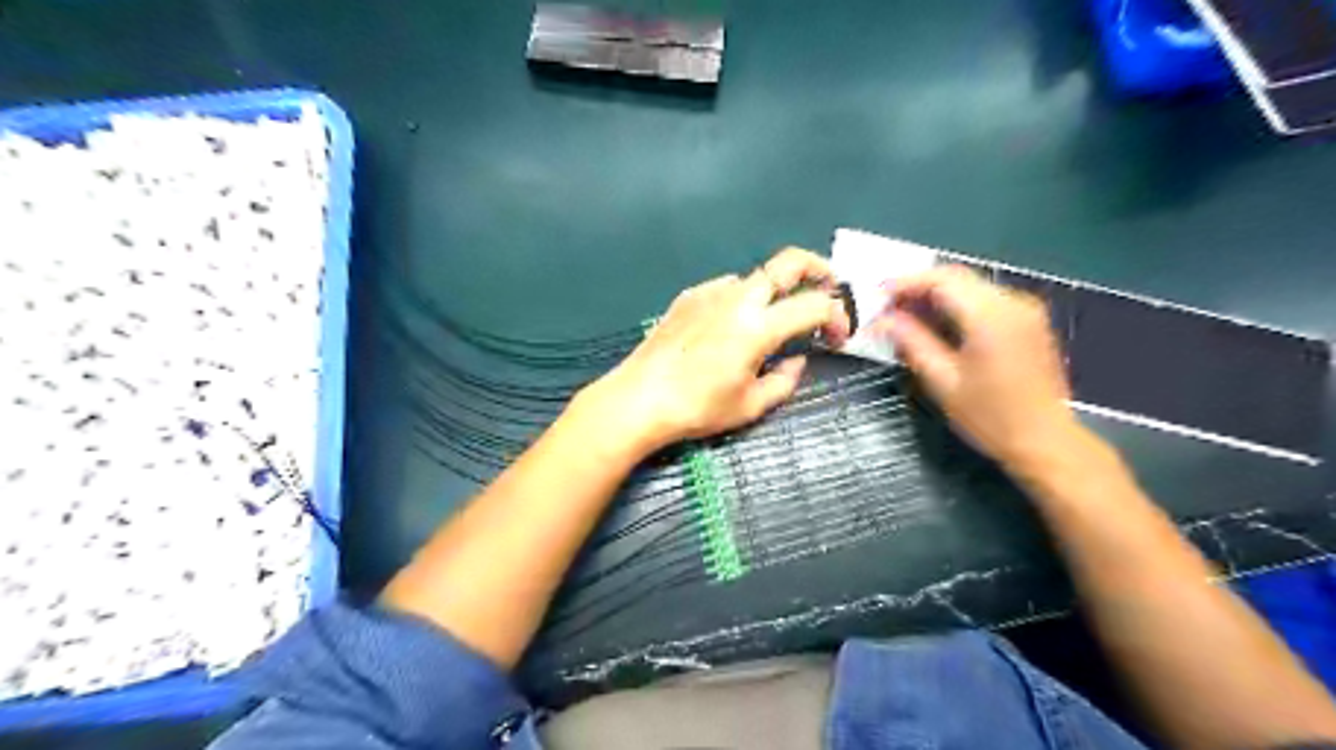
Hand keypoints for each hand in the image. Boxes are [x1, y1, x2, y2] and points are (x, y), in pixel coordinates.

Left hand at [577, 248, 848, 453]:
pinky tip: (731, 325)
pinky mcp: (688, 297)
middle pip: (788, 261)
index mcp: (758, 326)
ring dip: (776, 290)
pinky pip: (726, 288)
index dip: (838, 317)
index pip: (815, 305)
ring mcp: (710, 292)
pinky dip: (742, 299)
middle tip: (828, 287)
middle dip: (818, 268)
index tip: (838, 337)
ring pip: (755, 276)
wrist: (639, 398)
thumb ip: (785, 381)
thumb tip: (797, 360)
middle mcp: (737, 298)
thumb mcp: (750, 405)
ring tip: (773, 319)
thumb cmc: (697, 407)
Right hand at [884, 264, 1076, 467]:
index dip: (906, 283)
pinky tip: (938, 324)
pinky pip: (986, 299)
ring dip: (937, 295)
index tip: (877, 295)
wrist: (1045, 441)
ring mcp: (1025, 310)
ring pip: (971, 286)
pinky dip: (957, 304)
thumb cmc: (990, 417)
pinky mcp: (1029, 321)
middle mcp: (1012, 302)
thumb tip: (883, 320)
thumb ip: (912, 342)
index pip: (941, 280)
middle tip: (888, 307)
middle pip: (957, 277)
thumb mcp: (943, 381)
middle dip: (919, 287)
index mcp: (990, 316)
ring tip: (907, 316)